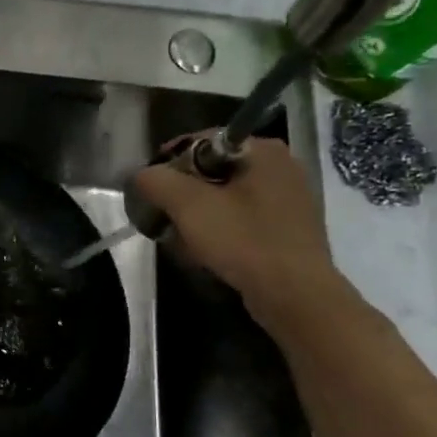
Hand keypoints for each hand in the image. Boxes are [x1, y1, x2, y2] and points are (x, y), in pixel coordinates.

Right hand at [131, 137, 347, 326]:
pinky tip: (210, 251)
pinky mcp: (290, 228)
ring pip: (227, 196)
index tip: (150, 192)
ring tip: (183, 239)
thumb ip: (156, 181)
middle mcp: (281, 165)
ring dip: (200, 215)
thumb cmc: (243, 241)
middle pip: (213, 170)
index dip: (168, 164)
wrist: (295, 295)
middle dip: (183, 194)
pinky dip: (222, 229)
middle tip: (164, 218)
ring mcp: (290, 198)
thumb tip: (141, 175)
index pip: (200, 142)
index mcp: (263, 149)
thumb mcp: (188, 206)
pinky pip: (244, 218)